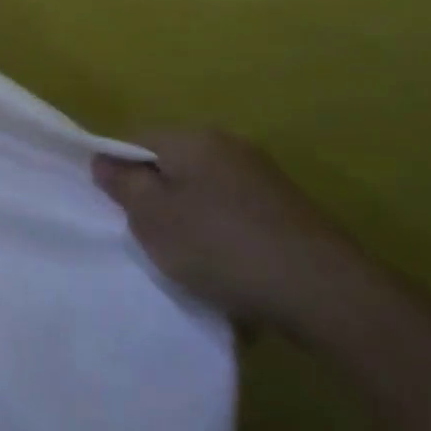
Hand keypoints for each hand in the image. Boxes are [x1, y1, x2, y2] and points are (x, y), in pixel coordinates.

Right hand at [92, 128, 361, 333]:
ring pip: (202, 191)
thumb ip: (123, 184)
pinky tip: (226, 268)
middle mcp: (229, 145)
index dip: (115, 169)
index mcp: (191, 138)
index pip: (134, 139)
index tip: (113, 207)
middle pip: (171, 164)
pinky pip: (234, 213)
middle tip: (145, 234)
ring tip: (186, 257)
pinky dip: (221, 235)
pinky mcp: (287, 209)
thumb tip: (104, 159)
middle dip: (154, 195)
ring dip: (188, 218)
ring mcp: (263, 176)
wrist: (325, 292)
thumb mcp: (152, 218)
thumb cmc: (220, 246)